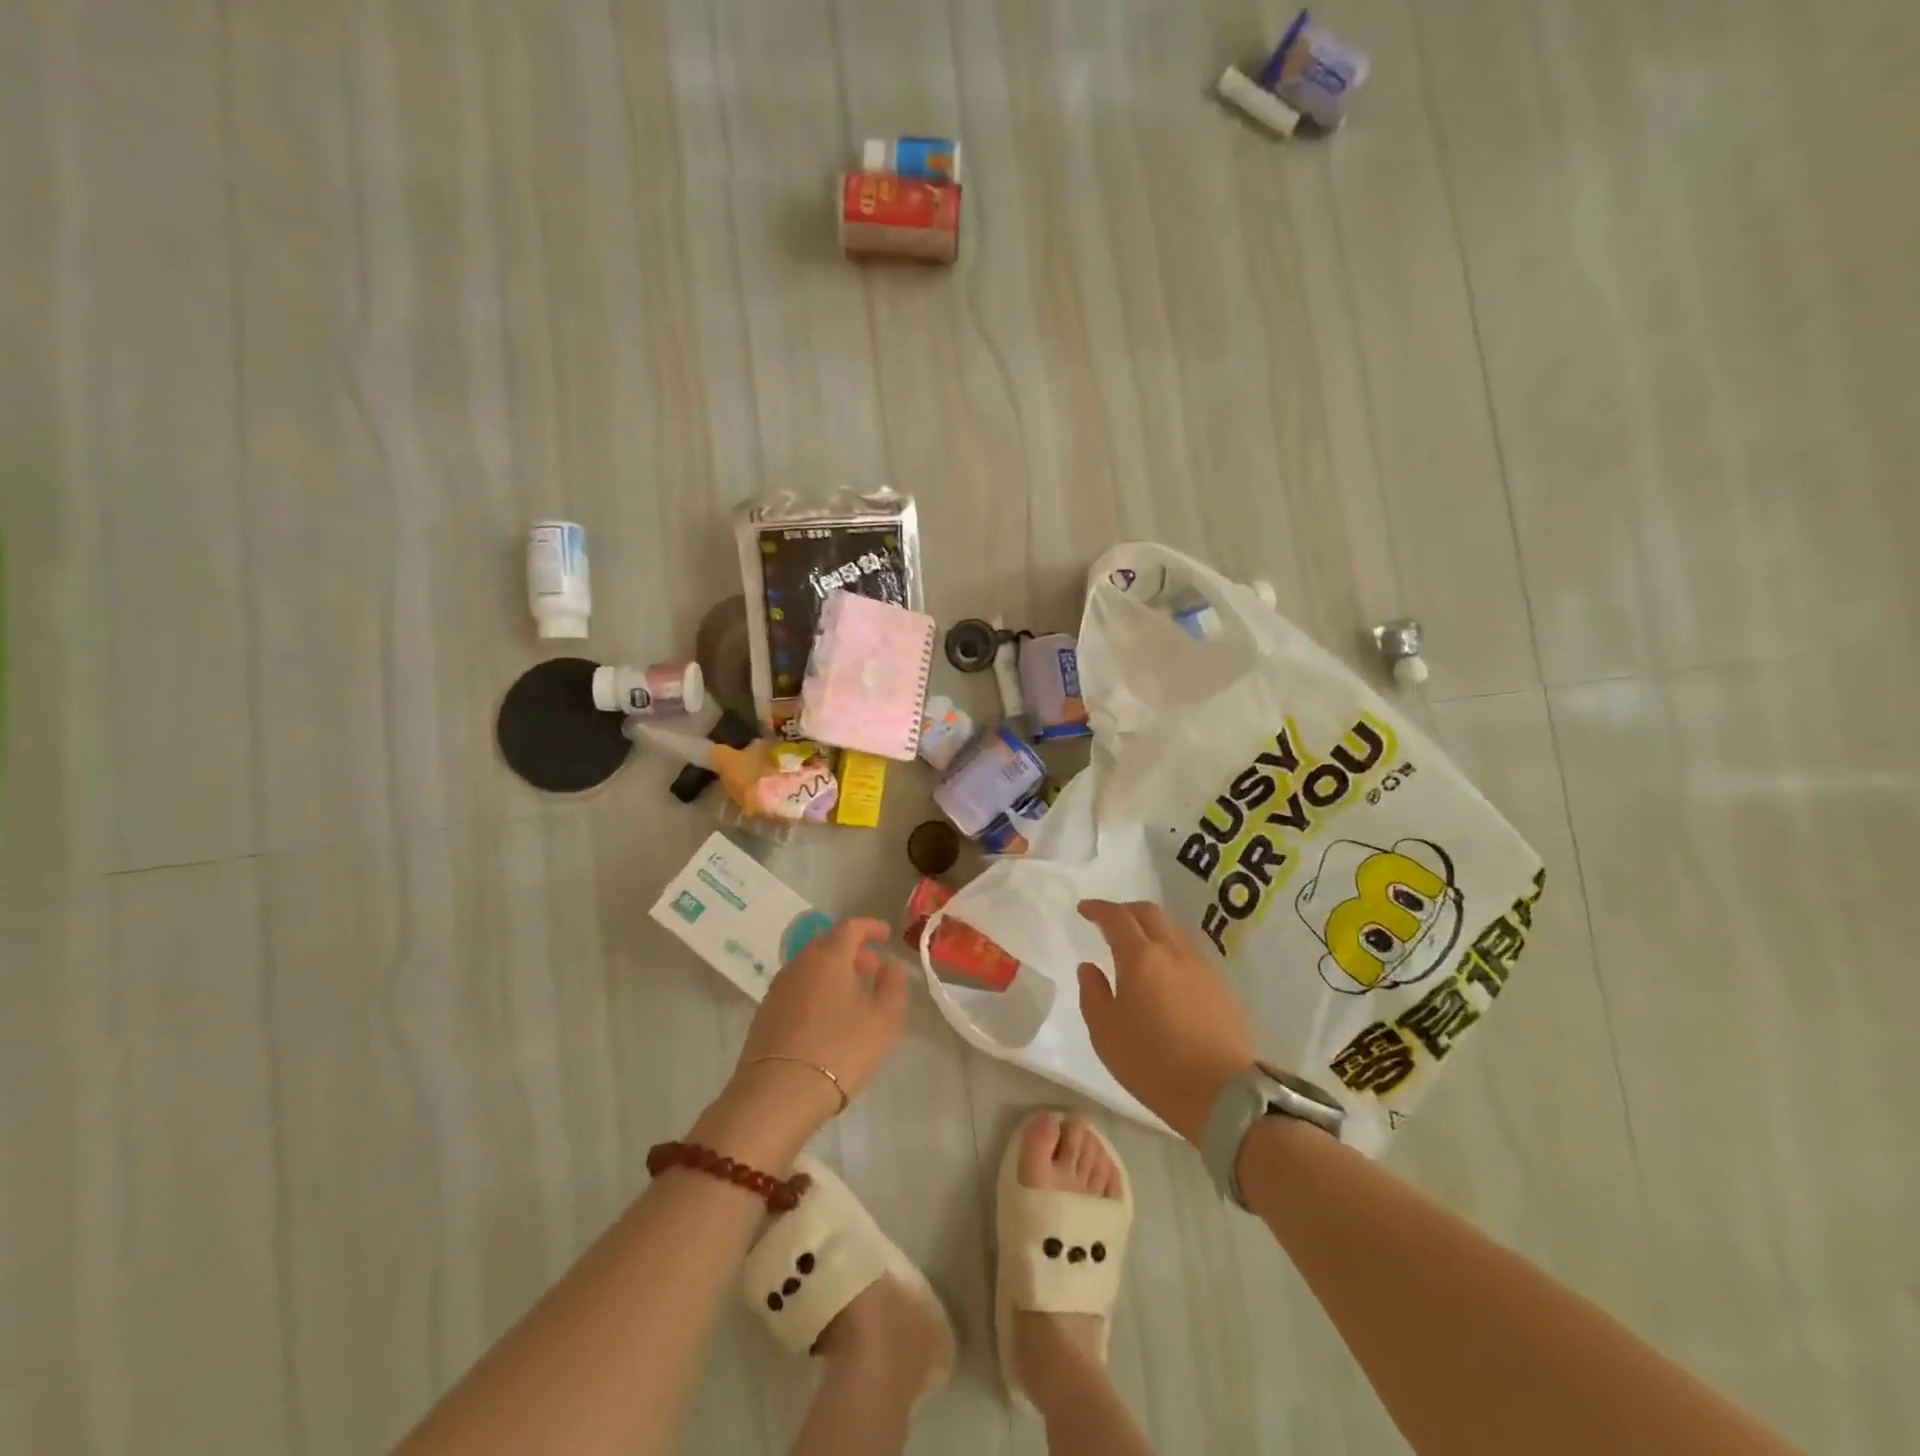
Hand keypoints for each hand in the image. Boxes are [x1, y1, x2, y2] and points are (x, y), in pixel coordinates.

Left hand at [724, 918, 908, 1138]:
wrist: (778, 1094)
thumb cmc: (840, 1050)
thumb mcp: (884, 1020)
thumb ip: (893, 987)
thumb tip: (890, 966)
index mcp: (829, 956)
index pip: (850, 927)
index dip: (871, 927)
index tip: (886, 935)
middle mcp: (799, 964)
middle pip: (827, 944)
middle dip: (852, 951)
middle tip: (873, 968)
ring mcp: (778, 989)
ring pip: (811, 968)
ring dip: (833, 972)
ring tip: (853, 996)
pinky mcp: (765, 1015)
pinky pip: (798, 989)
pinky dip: (816, 991)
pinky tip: (828, 1018)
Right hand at [1076, 900, 1255, 1142]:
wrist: (1223, 1094)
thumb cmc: (1153, 1064)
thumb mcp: (1105, 1033)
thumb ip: (1092, 993)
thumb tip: (1089, 967)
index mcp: (1140, 957)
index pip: (1116, 917)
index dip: (1098, 908)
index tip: (1084, 910)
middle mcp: (1173, 952)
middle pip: (1149, 913)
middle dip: (1125, 910)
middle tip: (1109, 922)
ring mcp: (1202, 967)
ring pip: (1173, 930)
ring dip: (1151, 928)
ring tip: (1138, 947)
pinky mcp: (1221, 987)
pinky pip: (1190, 953)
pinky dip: (1171, 950)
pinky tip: (1166, 975)